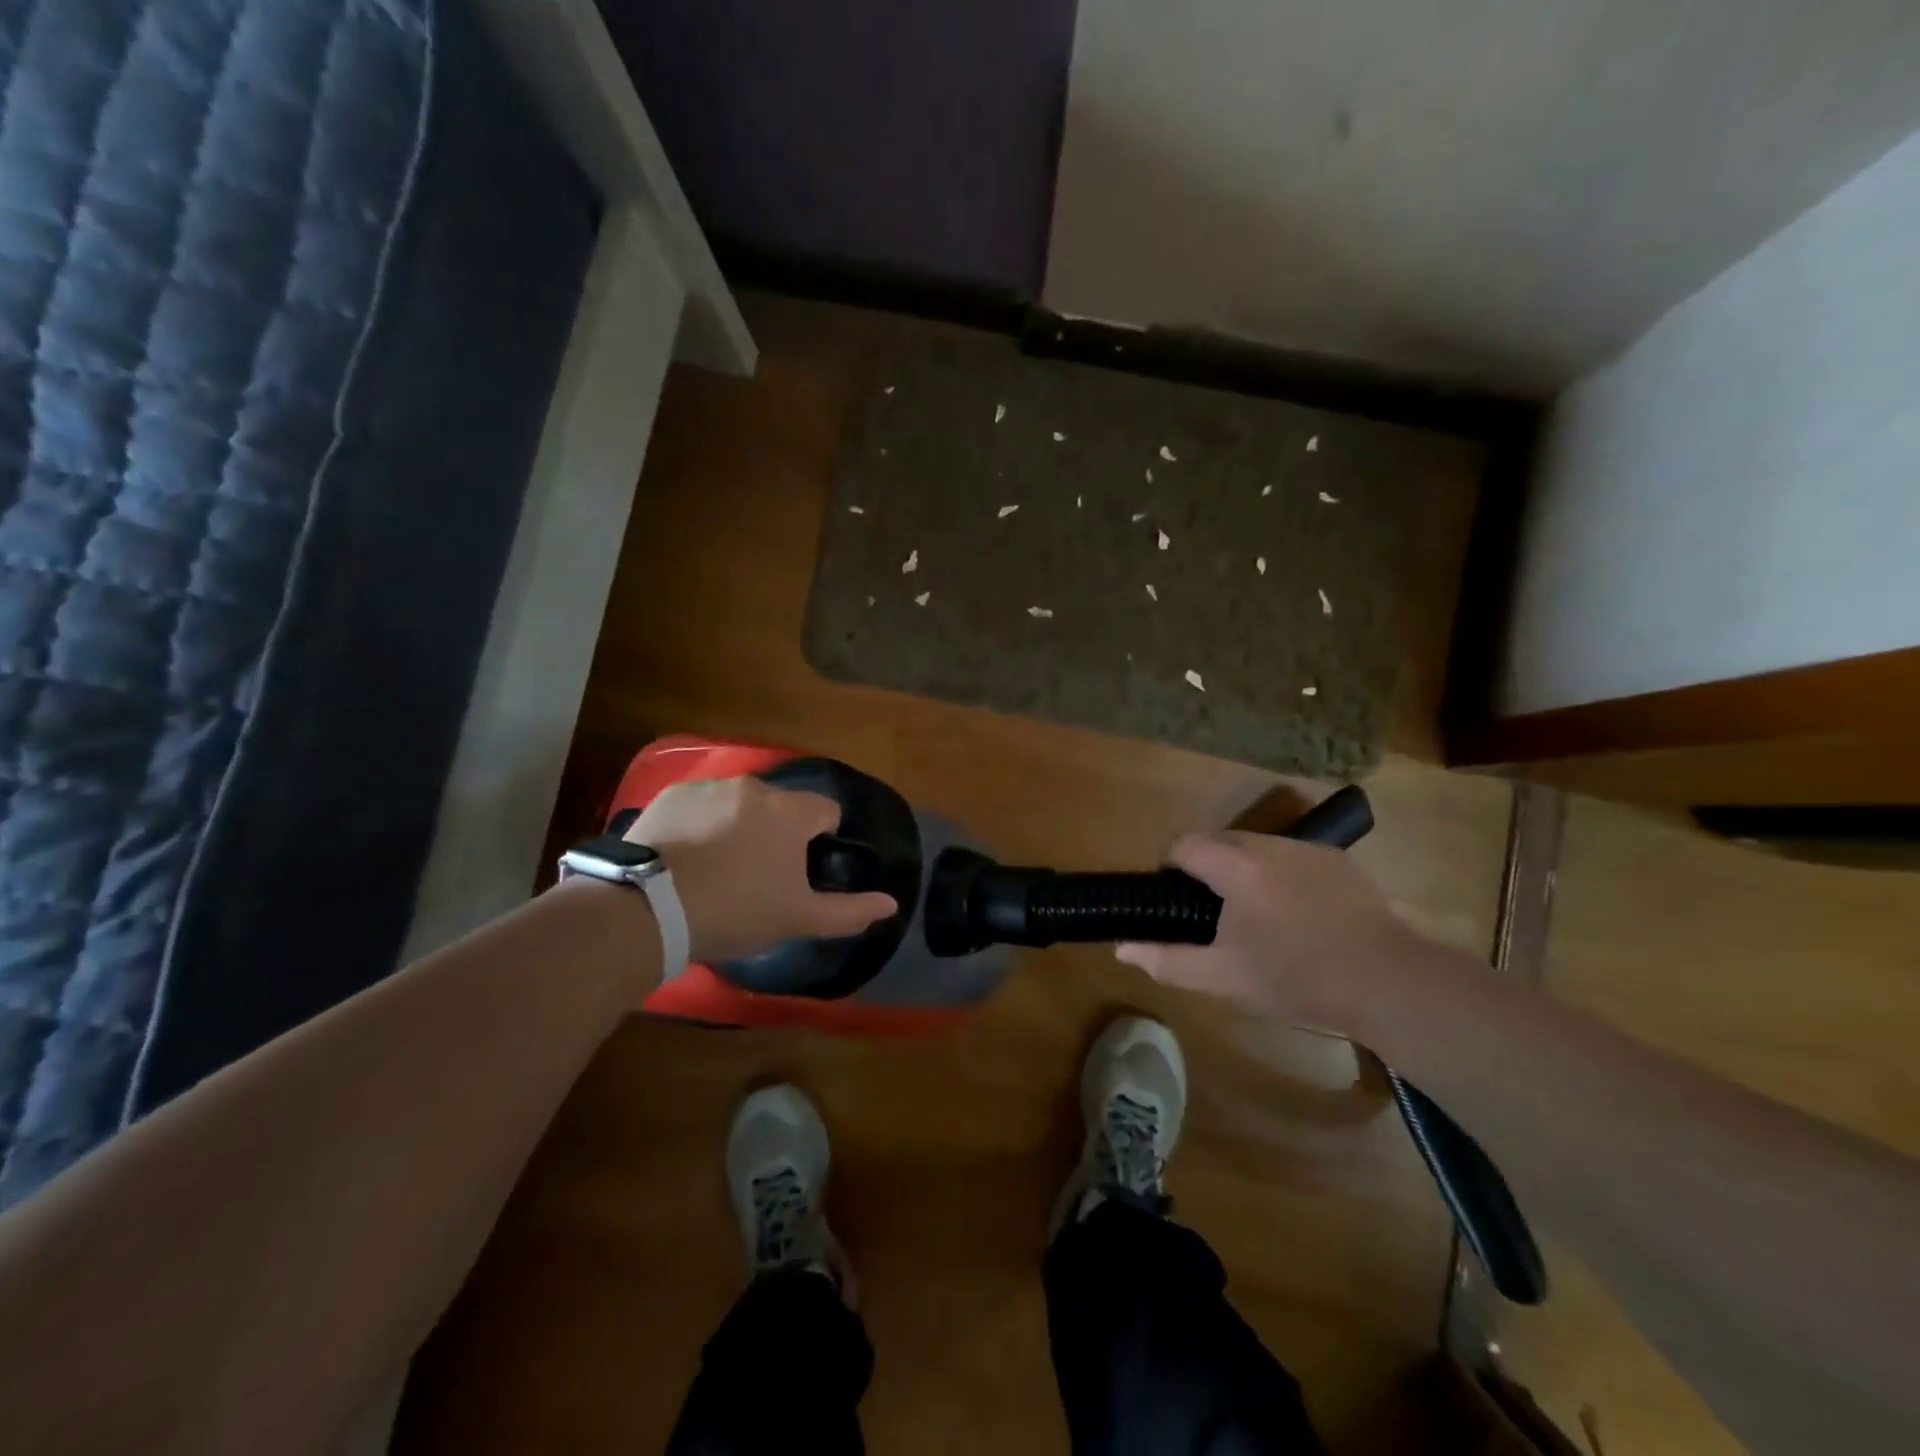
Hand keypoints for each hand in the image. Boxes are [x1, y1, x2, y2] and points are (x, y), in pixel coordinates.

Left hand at [625, 777, 897, 964]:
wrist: (648, 909)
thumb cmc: (736, 911)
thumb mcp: (798, 919)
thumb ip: (850, 911)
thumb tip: (891, 904)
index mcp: (791, 813)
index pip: (827, 810)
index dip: (821, 838)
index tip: (801, 870)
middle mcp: (755, 788)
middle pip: (781, 806)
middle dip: (777, 833)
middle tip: (757, 876)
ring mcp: (710, 788)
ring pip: (739, 804)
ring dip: (738, 826)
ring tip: (716, 869)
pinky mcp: (672, 796)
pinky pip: (700, 806)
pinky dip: (700, 825)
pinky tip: (685, 858)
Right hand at [1116, 832, 1420, 1033]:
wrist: (1389, 983)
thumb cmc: (1297, 980)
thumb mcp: (1224, 978)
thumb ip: (1168, 959)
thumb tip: (1123, 947)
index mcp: (1235, 866)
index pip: (1183, 844)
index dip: (1170, 868)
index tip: (1176, 903)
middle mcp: (1268, 844)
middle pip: (1217, 841)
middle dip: (1206, 869)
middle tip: (1213, 916)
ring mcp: (1306, 848)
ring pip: (1254, 846)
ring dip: (1241, 869)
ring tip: (1255, 915)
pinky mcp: (1335, 859)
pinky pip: (1288, 855)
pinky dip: (1277, 874)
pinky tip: (1295, 913)